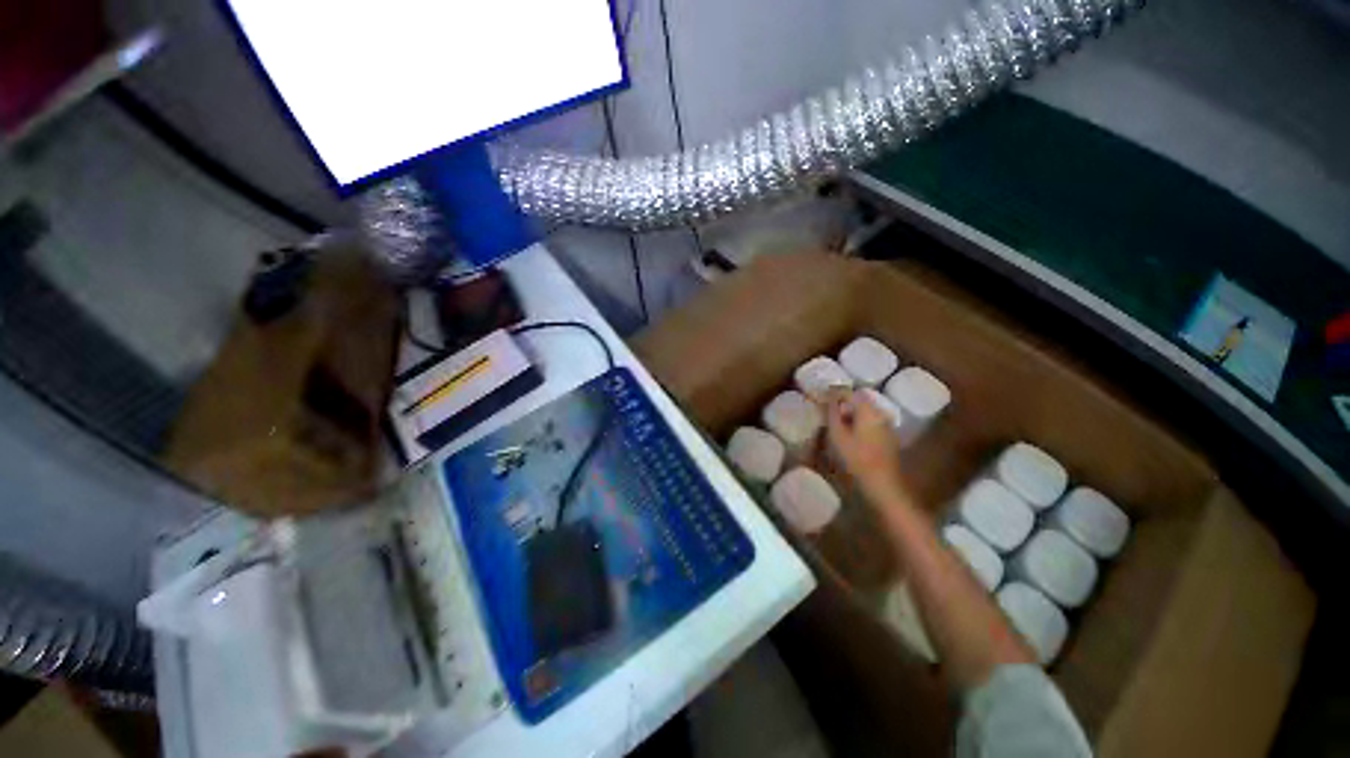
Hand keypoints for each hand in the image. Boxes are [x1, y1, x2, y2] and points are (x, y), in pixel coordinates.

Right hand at [825, 389, 909, 504]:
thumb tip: (829, 397)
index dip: (834, 393)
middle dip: (842, 403)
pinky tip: (850, 434)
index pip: (849, 392)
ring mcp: (887, 425)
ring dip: (851, 413)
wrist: (883, 484)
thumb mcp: (838, 435)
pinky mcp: (888, 437)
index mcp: (868, 410)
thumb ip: (832, 413)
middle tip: (827, 411)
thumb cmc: (856, 458)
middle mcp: (880, 413)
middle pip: (859, 400)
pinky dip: (859, 423)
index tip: (821, 397)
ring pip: (866, 412)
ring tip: (836, 423)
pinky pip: (871, 422)